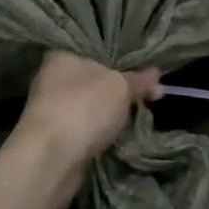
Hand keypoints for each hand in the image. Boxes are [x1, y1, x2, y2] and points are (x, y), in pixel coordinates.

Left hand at [13, 52, 161, 182]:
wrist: (51, 159)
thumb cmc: (84, 107)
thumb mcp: (120, 86)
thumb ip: (139, 80)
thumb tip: (157, 74)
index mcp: (62, 55)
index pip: (95, 49)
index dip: (122, 58)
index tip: (145, 70)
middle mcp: (52, 78)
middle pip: (94, 79)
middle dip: (120, 89)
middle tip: (149, 95)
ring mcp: (51, 109)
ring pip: (90, 106)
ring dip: (110, 114)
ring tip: (140, 116)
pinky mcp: (55, 137)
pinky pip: (85, 128)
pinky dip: (100, 133)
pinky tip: (120, 136)